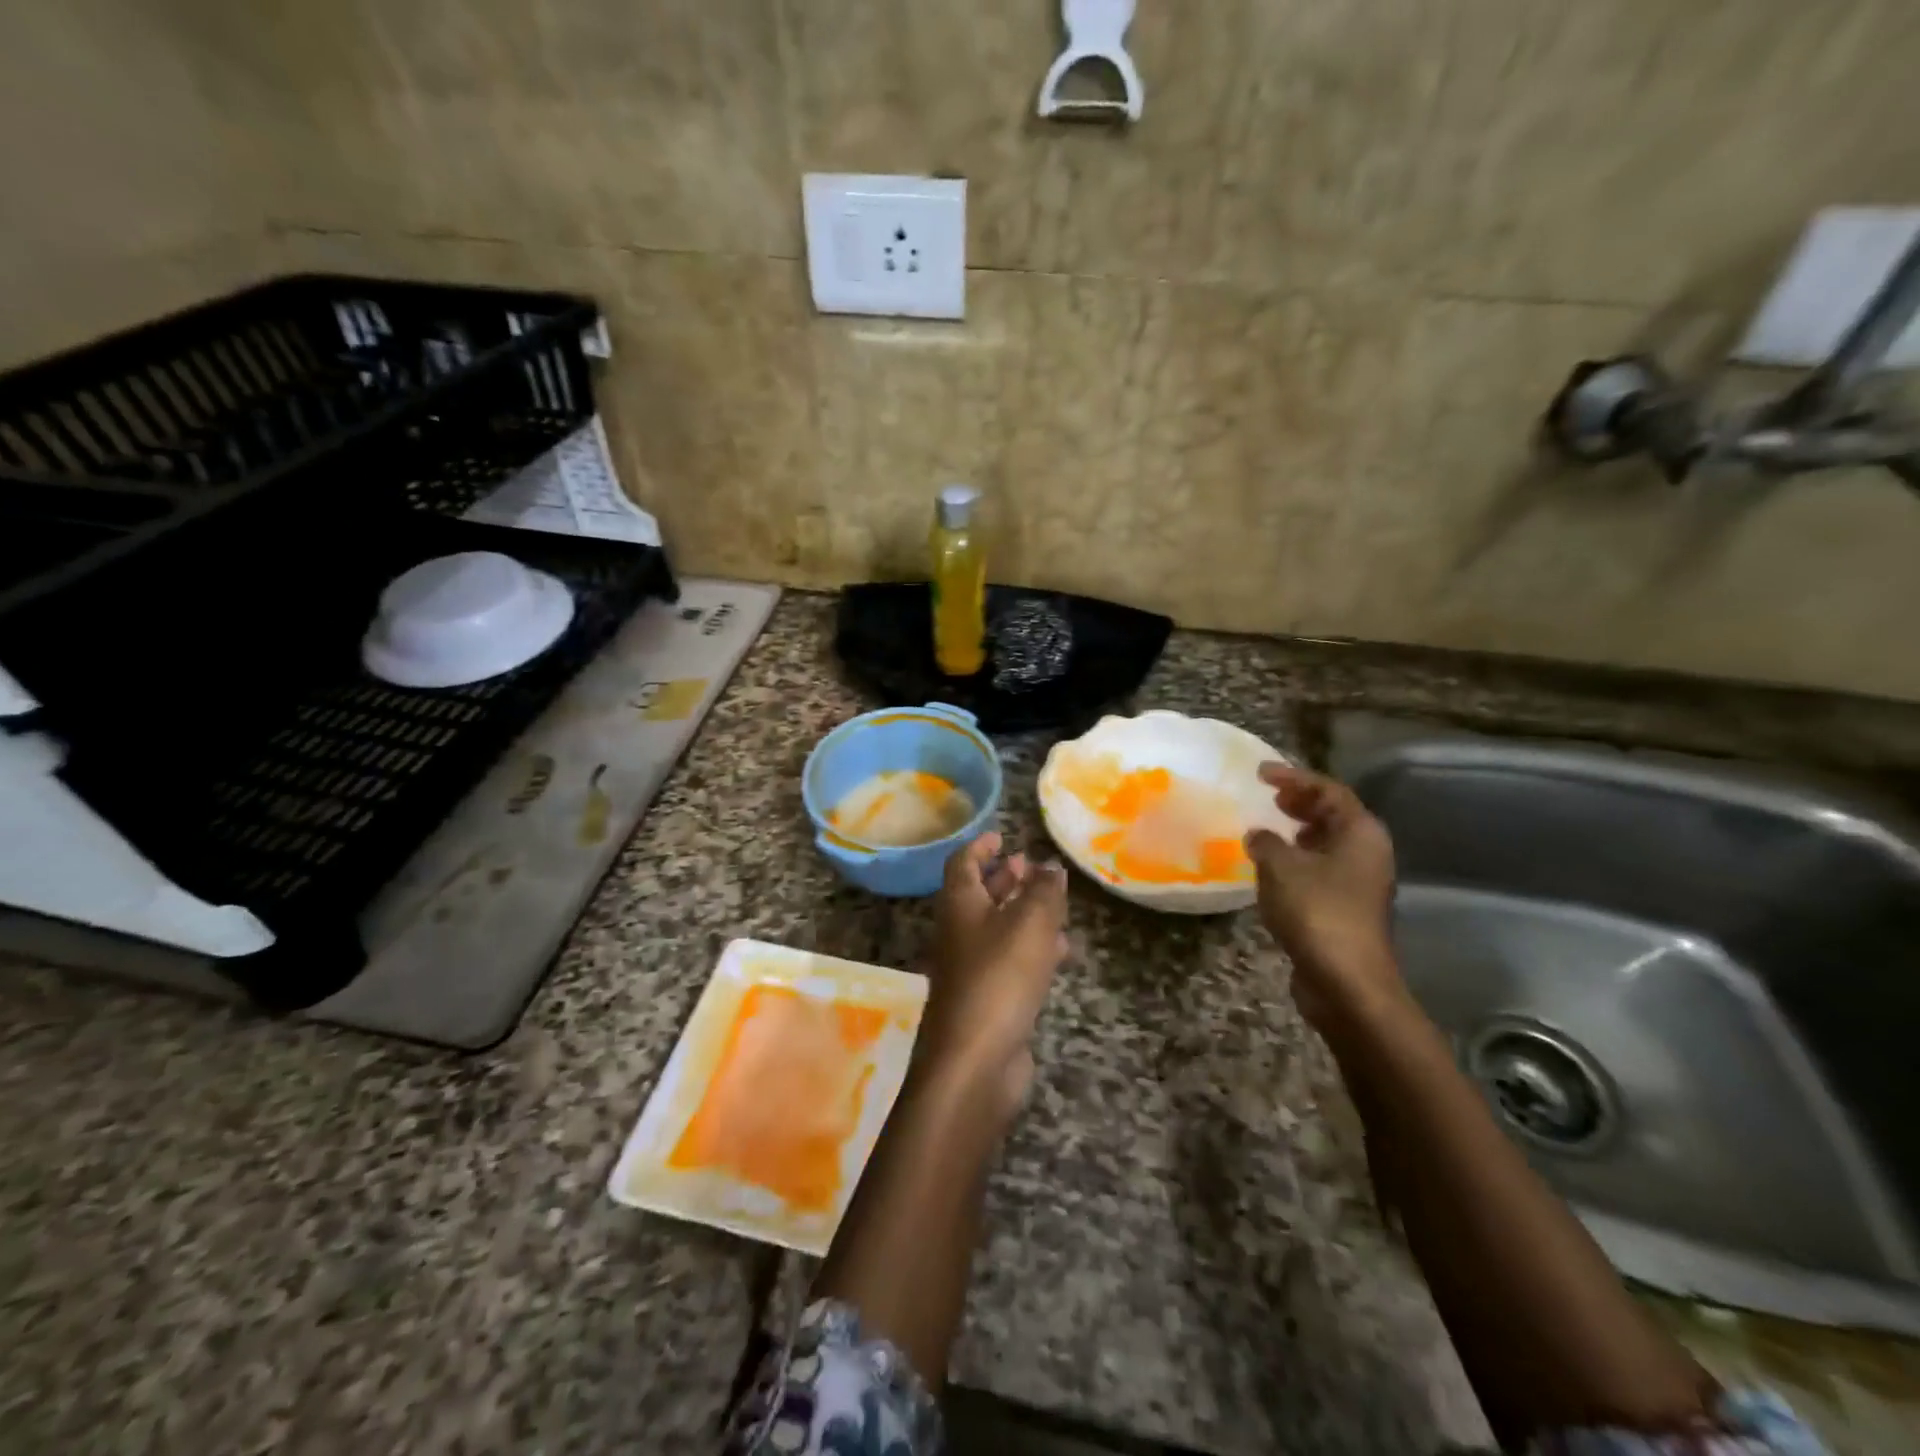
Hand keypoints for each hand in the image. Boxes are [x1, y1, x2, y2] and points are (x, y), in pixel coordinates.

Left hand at [920, 833, 1069, 1112]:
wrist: (974, 1061)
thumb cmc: (999, 978)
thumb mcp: (1030, 925)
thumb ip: (1044, 892)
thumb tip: (1051, 866)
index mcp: (959, 905)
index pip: (963, 863)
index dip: (982, 846)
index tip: (1003, 835)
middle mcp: (959, 932)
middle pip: (979, 894)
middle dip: (1005, 877)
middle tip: (1031, 866)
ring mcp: (971, 968)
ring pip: (997, 927)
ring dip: (1022, 911)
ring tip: (1054, 902)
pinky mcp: (989, 998)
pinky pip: (1011, 960)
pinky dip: (1033, 947)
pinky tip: (1061, 950)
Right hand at [1244, 762, 1402, 1031]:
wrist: (1346, 982)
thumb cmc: (1317, 912)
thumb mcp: (1281, 867)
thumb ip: (1266, 842)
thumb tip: (1258, 835)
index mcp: (1361, 833)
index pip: (1328, 790)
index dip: (1293, 777)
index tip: (1260, 773)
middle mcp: (1368, 852)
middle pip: (1334, 814)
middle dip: (1300, 803)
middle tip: (1269, 797)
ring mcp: (1361, 882)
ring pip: (1328, 843)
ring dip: (1298, 832)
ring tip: (1268, 828)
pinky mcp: (1347, 908)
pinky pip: (1321, 869)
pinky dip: (1298, 860)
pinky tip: (1273, 869)